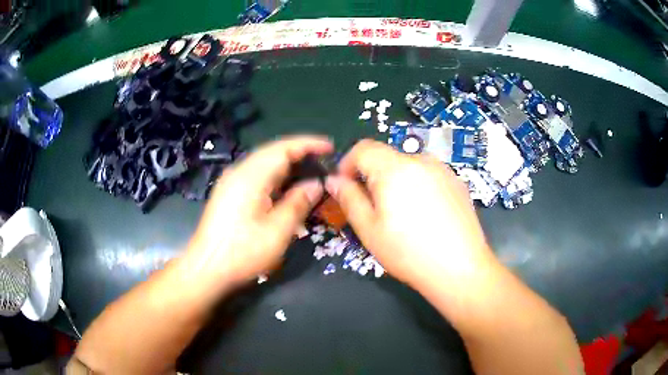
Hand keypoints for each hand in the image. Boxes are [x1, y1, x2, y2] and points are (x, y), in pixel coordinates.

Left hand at [185, 136, 332, 288]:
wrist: (206, 268)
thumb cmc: (242, 252)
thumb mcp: (277, 231)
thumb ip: (298, 203)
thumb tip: (316, 184)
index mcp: (251, 176)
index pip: (283, 148)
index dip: (308, 144)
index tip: (330, 147)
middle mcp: (239, 172)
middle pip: (273, 152)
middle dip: (300, 154)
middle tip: (324, 163)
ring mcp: (231, 182)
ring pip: (264, 164)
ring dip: (288, 166)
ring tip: (310, 174)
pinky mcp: (228, 193)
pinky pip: (256, 176)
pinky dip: (275, 177)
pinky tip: (286, 190)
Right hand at [326, 140, 495, 287]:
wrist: (460, 268)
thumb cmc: (409, 252)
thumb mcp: (369, 229)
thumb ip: (349, 199)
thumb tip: (334, 180)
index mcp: (395, 169)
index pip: (364, 148)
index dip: (348, 163)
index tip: (345, 186)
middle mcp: (421, 160)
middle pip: (388, 158)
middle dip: (373, 177)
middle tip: (373, 208)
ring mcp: (444, 170)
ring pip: (409, 167)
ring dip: (397, 182)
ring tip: (402, 215)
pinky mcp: (458, 182)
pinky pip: (429, 176)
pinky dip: (418, 187)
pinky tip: (425, 216)